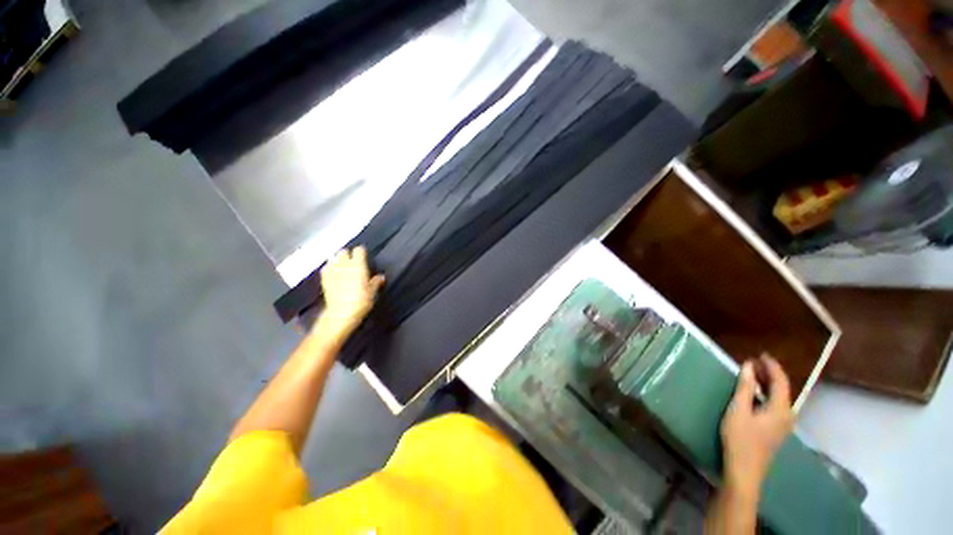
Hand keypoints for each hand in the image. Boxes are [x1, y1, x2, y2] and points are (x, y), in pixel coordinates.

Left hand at [317, 246, 384, 338]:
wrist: (340, 314)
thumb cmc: (360, 302)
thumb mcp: (372, 292)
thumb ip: (376, 282)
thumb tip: (381, 277)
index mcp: (358, 265)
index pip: (359, 250)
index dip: (361, 252)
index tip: (364, 256)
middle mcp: (344, 264)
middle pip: (344, 251)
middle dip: (348, 254)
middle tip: (353, 261)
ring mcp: (332, 271)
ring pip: (333, 258)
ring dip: (338, 260)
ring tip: (342, 266)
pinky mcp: (324, 279)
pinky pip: (326, 268)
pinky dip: (330, 268)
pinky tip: (334, 274)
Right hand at [720, 354, 793, 498]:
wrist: (745, 470)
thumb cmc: (740, 438)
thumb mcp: (738, 410)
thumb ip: (745, 387)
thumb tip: (748, 365)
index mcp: (781, 409)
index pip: (781, 381)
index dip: (772, 366)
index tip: (760, 354)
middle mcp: (788, 415)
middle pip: (783, 389)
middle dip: (769, 373)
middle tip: (753, 361)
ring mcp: (783, 424)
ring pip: (779, 397)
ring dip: (767, 383)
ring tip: (752, 373)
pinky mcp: (776, 430)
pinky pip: (776, 404)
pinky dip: (766, 394)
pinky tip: (755, 393)